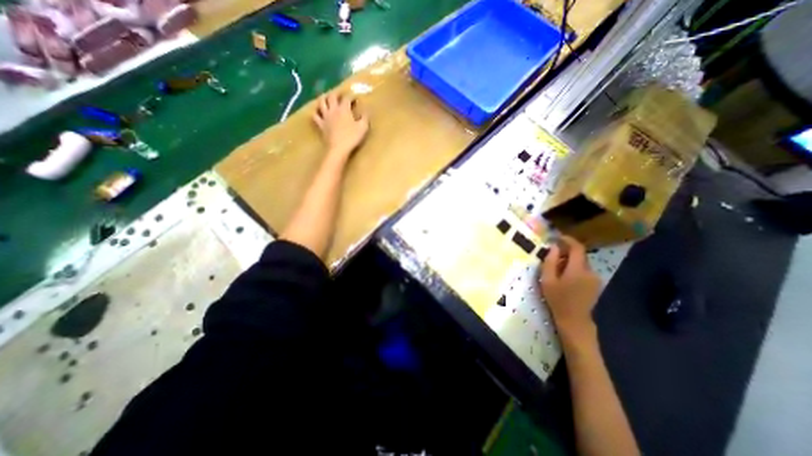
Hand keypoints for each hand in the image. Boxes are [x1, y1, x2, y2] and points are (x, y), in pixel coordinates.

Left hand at [313, 89, 370, 159]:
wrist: (338, 149)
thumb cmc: (352, 138)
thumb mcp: (363, 128)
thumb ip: (365, 117)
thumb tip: (366, 109)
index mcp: (344, 109)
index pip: (347, 98)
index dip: (351, 96)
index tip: (355, 98)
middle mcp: (333, 110)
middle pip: (332, 96)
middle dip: (337, 93)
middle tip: (341, 95)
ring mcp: (325, 117)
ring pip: (321, 102)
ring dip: (324, 98)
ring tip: (327, 98)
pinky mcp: (321, 125)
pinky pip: (315, 115)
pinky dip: (316, 112)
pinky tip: (319, 112)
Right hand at [538, 235, 600, 338]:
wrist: (574, 321)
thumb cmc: (558, 299)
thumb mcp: (547, 280)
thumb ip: (550, 261)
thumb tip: (554, 247)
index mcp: (578, 269)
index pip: (577, 247)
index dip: (568, 240)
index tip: (557, 238)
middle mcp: (590, 271)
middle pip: (579, 255)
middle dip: (566, 253)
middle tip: (552, 257)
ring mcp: (595, 278)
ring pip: (581, 263)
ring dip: (570, 261)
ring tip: (557, 270)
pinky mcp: (596, 284)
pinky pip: (584, 270)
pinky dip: (575, 269)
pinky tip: (566, 278)